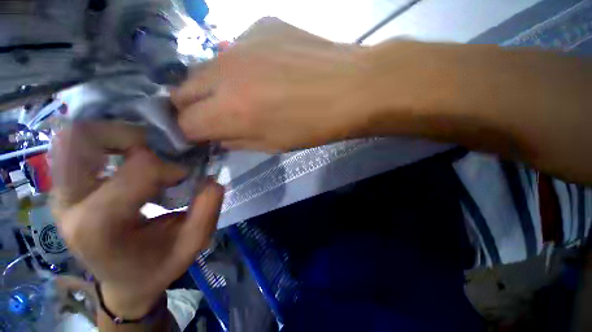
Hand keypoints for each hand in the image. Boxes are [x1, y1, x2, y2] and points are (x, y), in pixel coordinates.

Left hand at [51, 122, 222, 318]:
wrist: (123, 282)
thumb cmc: (156, 267)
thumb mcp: (191, 245)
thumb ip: (207, 212)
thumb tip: (212, 180)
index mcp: (100, 227)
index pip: (137, 169)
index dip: (170, 166)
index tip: (184, 177)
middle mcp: (69, 205)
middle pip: (84, 138)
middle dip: (130, 135)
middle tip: (158, 149)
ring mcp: (61, 195)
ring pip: (74, 137)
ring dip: (115, 135)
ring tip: (144, 151)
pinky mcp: (63, 189)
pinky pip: (75, 148)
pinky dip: (104, 143)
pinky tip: (127, 157)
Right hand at [171, 18, 367, 151]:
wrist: (349, 89)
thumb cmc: (313, 127)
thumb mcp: (273, 145)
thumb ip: (237, 141)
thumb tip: (217, 136)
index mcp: (231, 111)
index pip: (184, 124)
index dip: (189, 134)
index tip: (200, 136)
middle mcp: (225, 73)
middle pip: (182, 91)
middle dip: (192, 108)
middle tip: (212, 115)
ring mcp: (241, 42)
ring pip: (204, 68)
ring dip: (213, 86)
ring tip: (241, 94)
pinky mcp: (260, 25)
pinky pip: (234, 49)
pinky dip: (240, 66)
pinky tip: (265, 71)